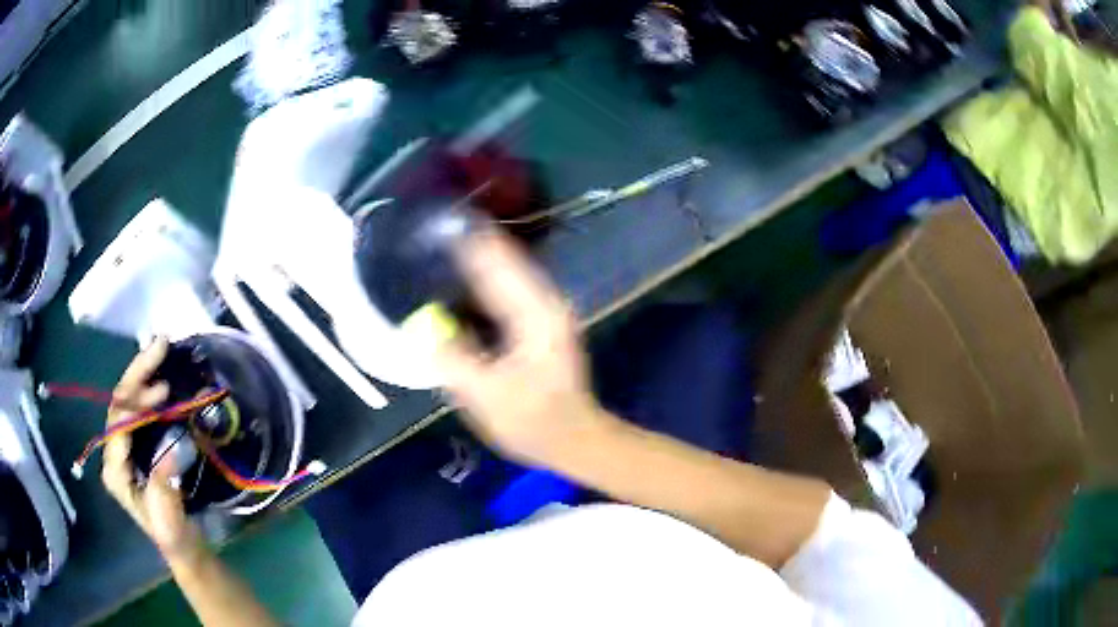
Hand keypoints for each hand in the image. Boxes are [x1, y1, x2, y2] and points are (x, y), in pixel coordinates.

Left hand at [102, 338, 204, 563]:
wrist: (181, 545)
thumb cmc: (174, 535)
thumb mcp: (169, 523)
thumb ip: (163, 492)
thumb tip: (171, 451)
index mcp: (115, 470)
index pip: (118, 425)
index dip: (136, 403)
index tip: (162, 391)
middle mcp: (113, 451)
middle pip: (119, 402)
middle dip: (137, 374)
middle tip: (161, 346)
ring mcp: (124, 444)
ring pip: (126, 399)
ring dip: (143, 374)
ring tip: (163, 351)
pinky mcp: (137, 442)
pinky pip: (138, 406)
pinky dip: (148, 385)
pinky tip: (160, 373)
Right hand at [436, 231, 615, 466]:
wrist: (575, 440)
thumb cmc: (533, 421)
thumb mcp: (484, 395)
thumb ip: (451, 357)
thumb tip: (424, 325)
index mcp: (534, 313)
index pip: (496, 262)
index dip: (466, 242)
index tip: (436, 224)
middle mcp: (546, 303)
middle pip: (504, 260)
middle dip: (469, 246)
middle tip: (431, 236)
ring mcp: (548, 312)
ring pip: (507, 274)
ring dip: (477, 263)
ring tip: (441, 252)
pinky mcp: (542, 325)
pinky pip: (508, 292)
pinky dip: (484, 285)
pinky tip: (462, 287)